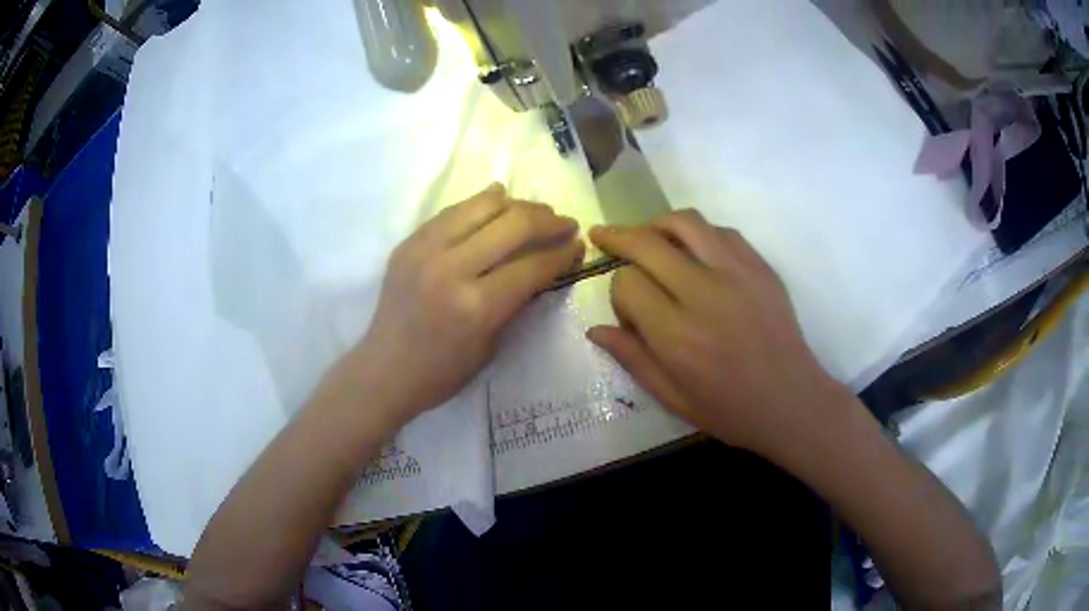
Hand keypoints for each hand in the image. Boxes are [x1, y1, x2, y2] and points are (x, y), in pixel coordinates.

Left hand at [351, 184, 583, 423]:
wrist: (384, 369)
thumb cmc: (443, 372)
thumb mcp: (492, 344)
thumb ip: (517, 300)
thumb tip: (544, 263)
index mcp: (476, 306)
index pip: (533, 265)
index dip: (563, 253)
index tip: (578, 246)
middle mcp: (451, 269)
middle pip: (514, 224)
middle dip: (548, 220)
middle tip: (565, 224)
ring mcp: (426, 249)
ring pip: (484, 205)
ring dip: (519, 205)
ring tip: (535, 212)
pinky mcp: (410, 241)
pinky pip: (454, 210)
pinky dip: (482, 203)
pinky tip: (499, 203)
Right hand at [587, 210, 851, 457]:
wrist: (792, 402)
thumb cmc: (731, 410)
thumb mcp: (674, 399)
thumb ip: (633, 359)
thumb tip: (595, 329)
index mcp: (678, 337)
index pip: (628, 284)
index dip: (617, 292)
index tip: (627, 308)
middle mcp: (705, 295)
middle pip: (648, 243)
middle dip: (618, 237)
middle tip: (603, 236)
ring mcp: (738, 274)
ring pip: (684, 222)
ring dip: (656, 224)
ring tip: (645, 235)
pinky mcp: (761, 267)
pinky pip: (720, 231)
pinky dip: (696, 232)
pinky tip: (692, 249)